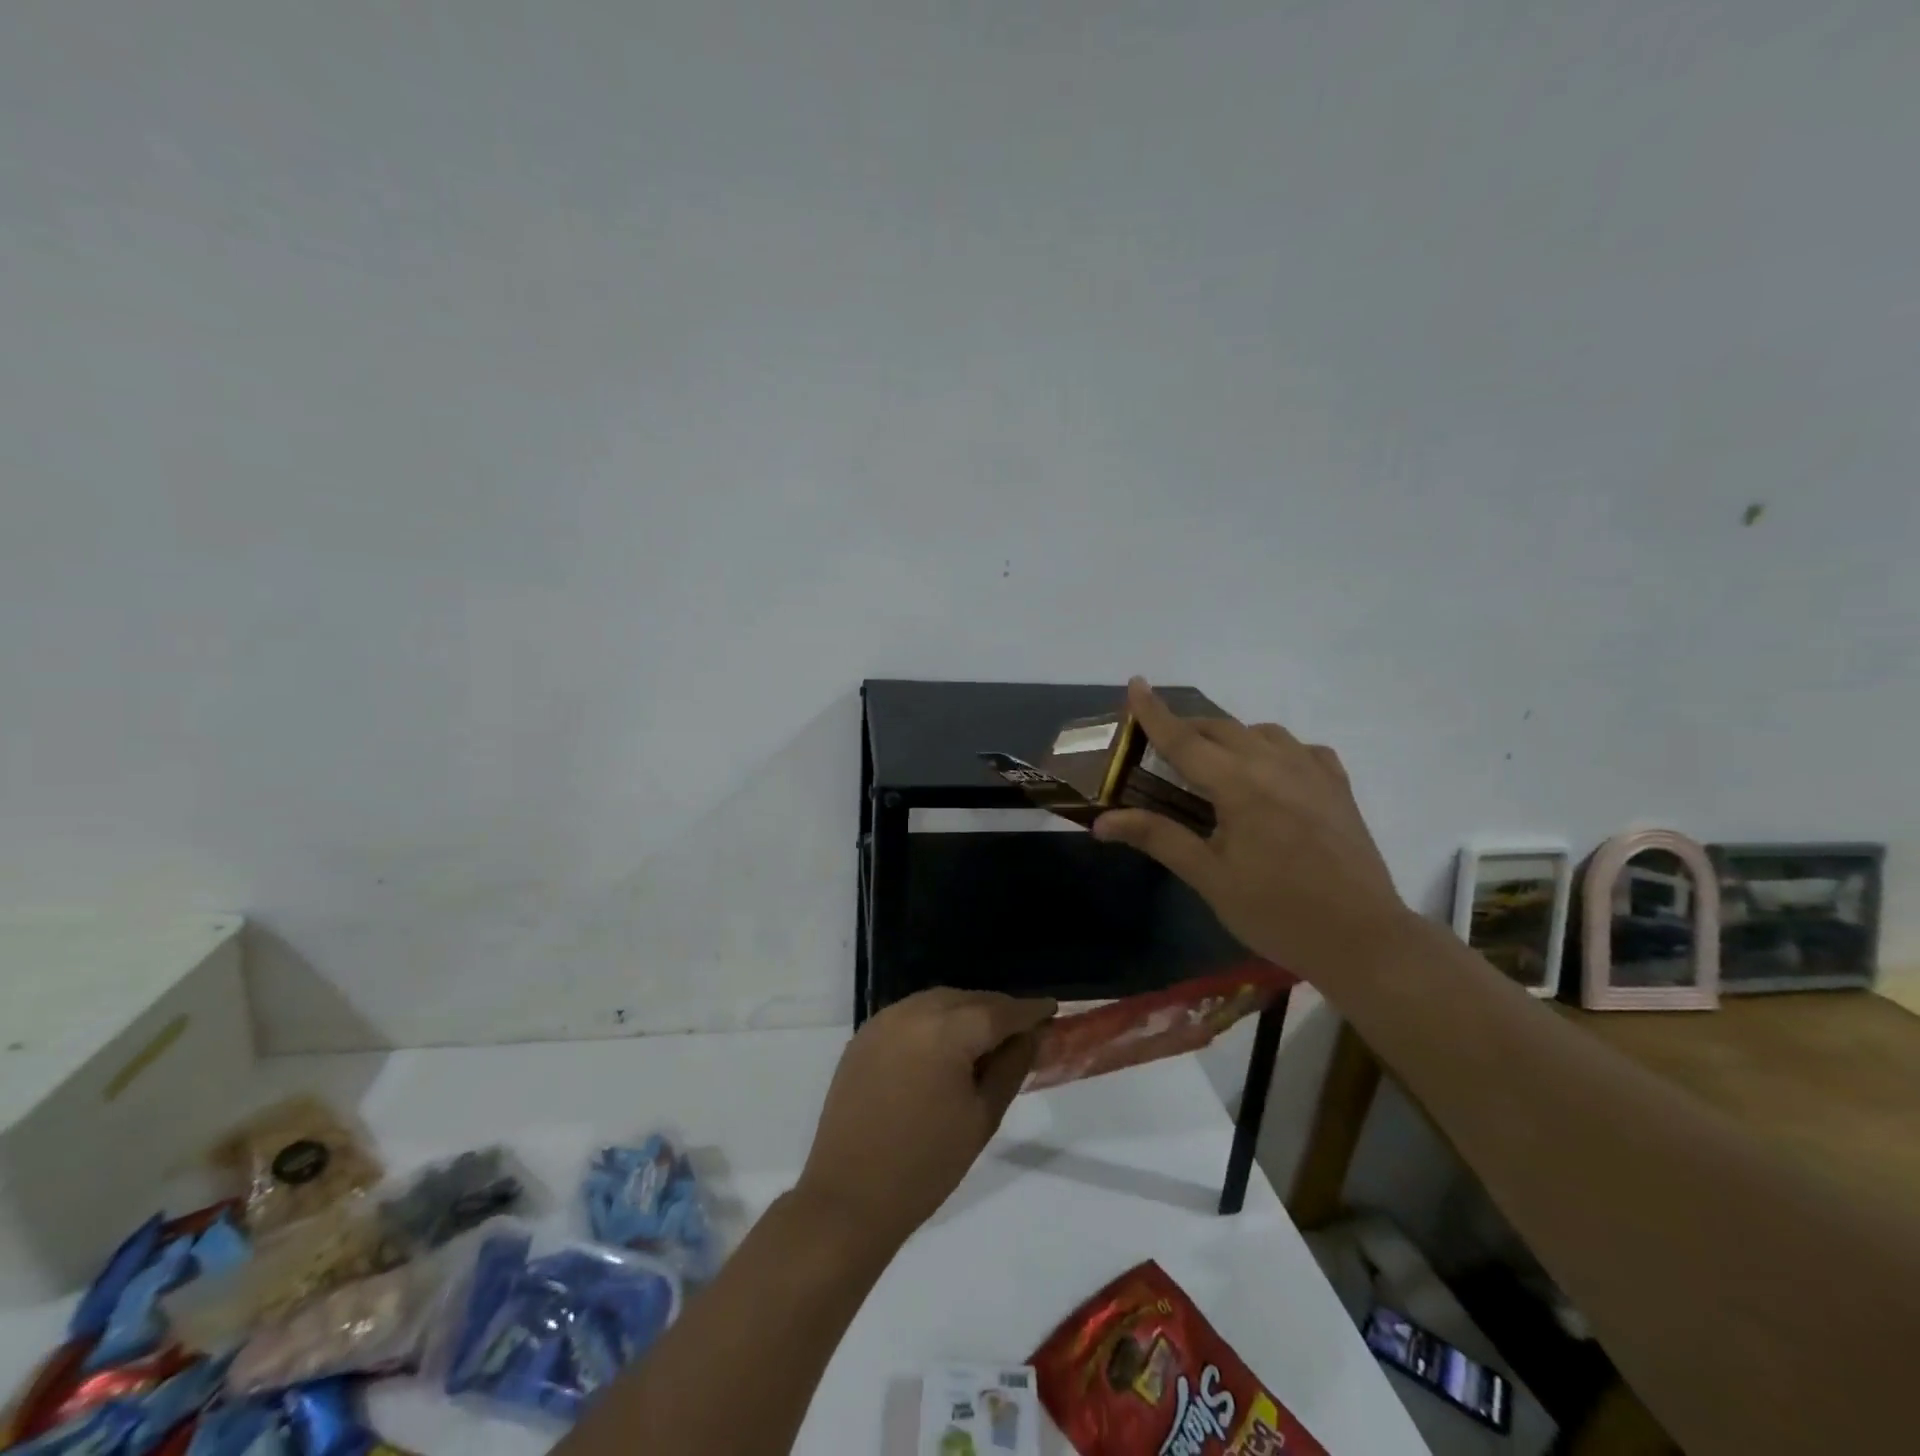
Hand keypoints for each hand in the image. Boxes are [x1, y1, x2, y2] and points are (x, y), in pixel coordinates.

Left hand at [795, 988, 1056, 1251]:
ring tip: (987, 1037)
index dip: (1029, 1009)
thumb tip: (1030, 1035)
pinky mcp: (865, 1035)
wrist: (849, 1197)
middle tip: (1023, 1028)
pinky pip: (912, 1014)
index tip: (1051, 1008)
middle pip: (968, 998)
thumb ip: (1010, 1067)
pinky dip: (936, 1020)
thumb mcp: (982, 1117)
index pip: (999, 1010)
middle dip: (997, 1009)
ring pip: (939, 1001)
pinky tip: (946, 1045)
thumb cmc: (926, 1165)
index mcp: (947, 1030)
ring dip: (966, 1011)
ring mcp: (884, 1020)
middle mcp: (914, 1012)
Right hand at [1092, 678, 1409, 987]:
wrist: (1363, 939)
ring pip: (1261, 733)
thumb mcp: (1209, 878)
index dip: (1154, 712)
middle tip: (1160, 744)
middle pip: (1221, 729)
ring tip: (1214, 762)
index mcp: (1239, 785)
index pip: (1184, 739)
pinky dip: (1274, 749)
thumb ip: (1158, 838)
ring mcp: (1313, 771)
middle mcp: (1275, 764)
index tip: (1134, 683)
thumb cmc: (1276, 912)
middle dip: (1187, 727)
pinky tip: (1271, 773)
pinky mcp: (1338, 786)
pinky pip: (1300, 749)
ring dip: (1229, 737)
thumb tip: (1102, 822)